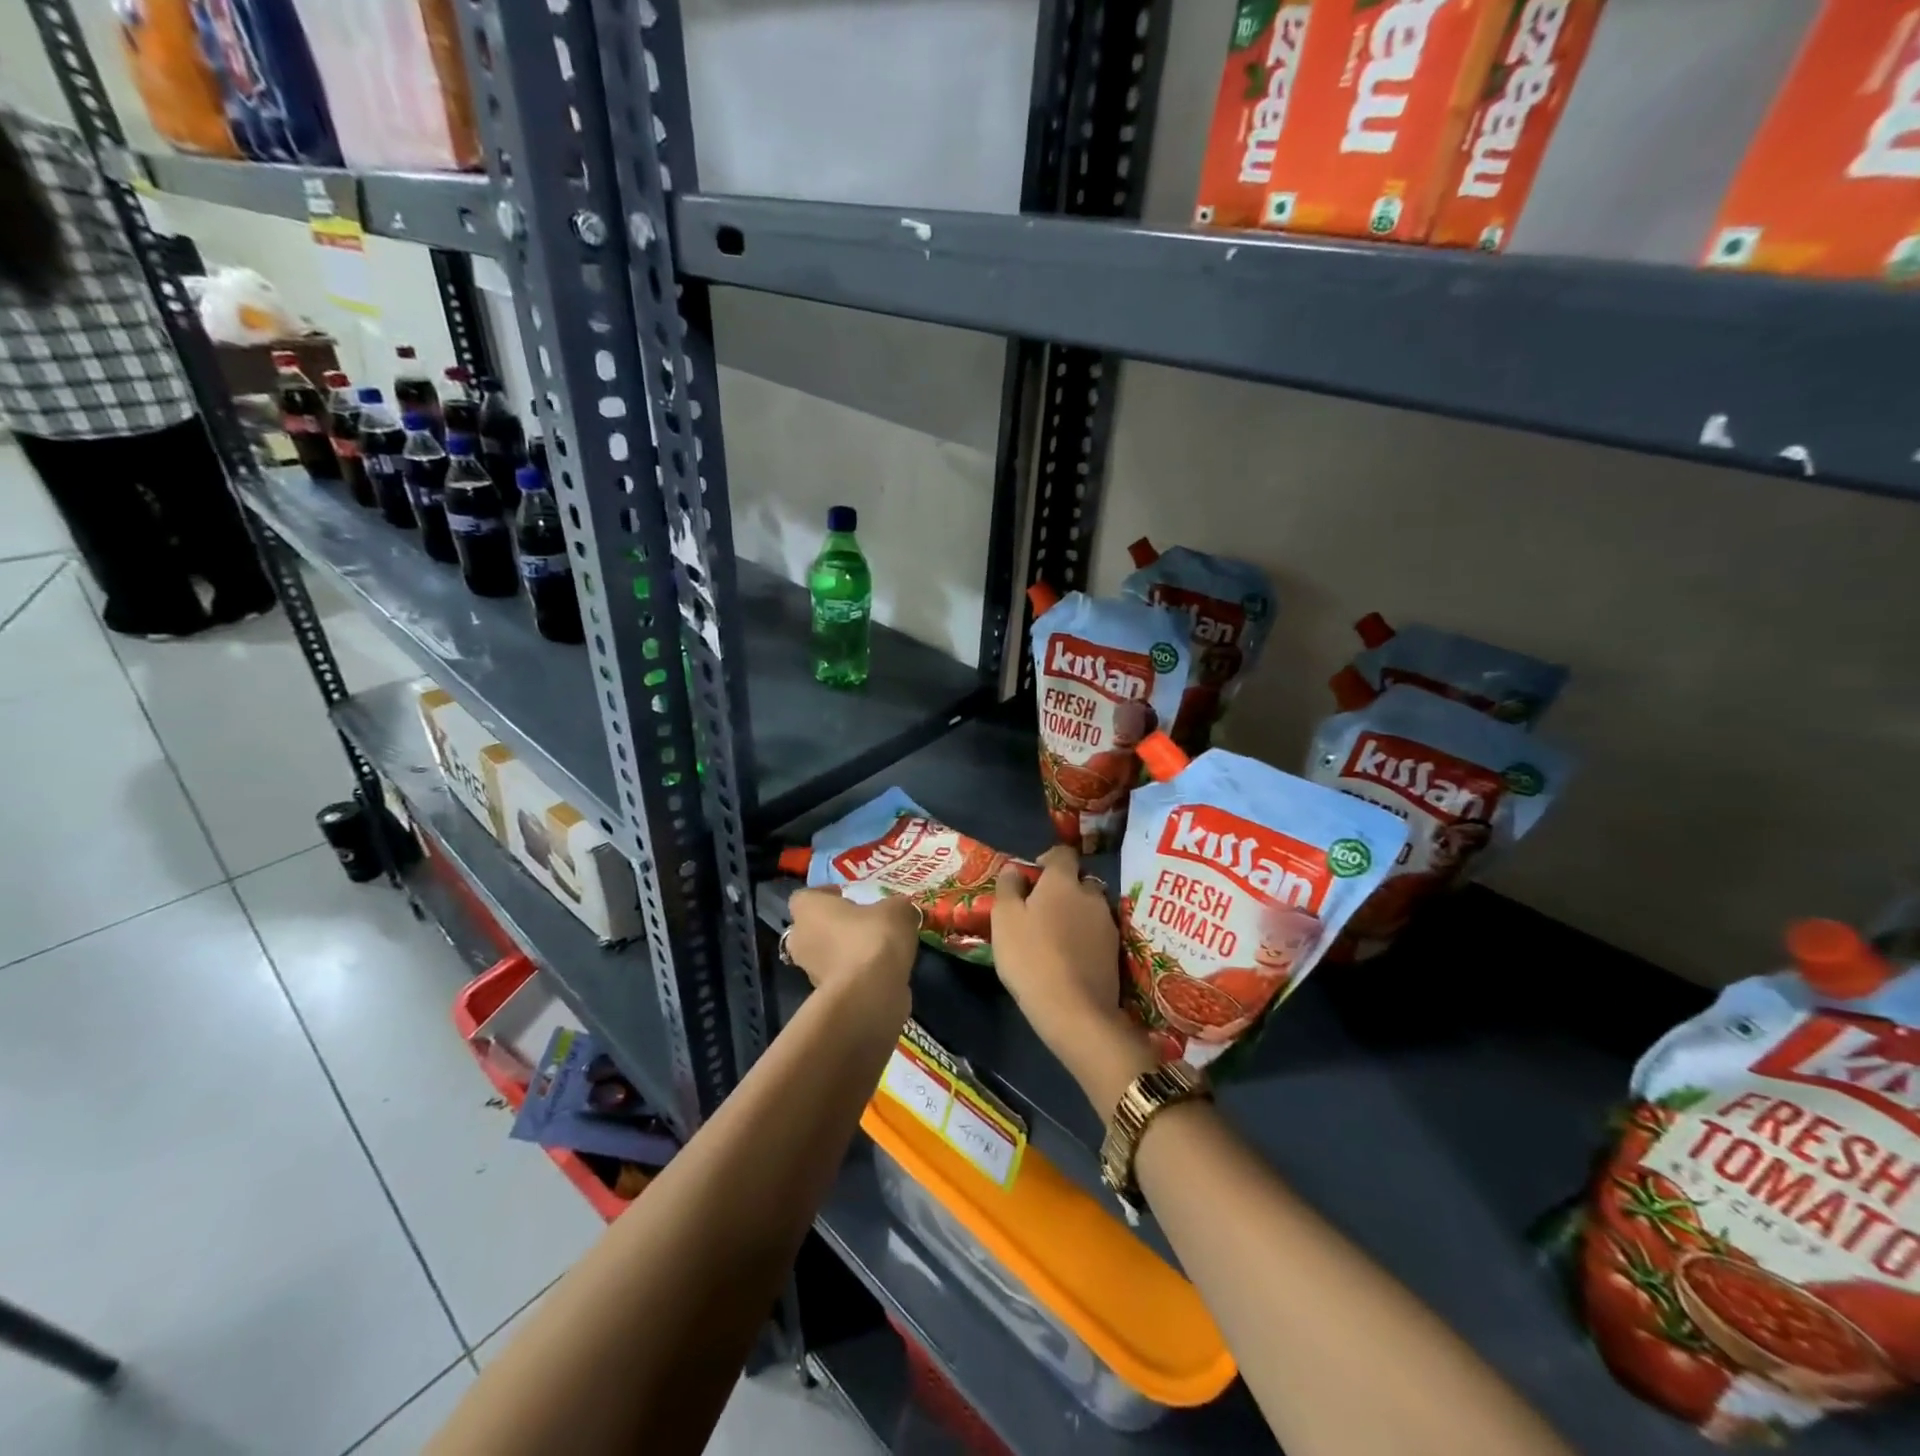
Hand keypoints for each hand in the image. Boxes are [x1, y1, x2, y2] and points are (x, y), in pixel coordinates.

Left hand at [784, 888, 918, 1020]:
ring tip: (880, 949)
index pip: (806, 896)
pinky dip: (857, 974)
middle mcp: (800, 940)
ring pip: (827, 954)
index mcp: (808, 910)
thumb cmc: (873, 938)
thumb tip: (898, 911)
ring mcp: (810, 972)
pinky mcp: (826, 998)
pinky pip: (842, 977)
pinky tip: (882, 972)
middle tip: (865, 923)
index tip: (851, 897)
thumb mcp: (897, 909)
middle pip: (814, 927)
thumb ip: (895, 907)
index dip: (827, 895)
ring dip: (847, 952)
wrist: (870, 995)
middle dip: (836, 926)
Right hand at [992, 847, 1155, 1112]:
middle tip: (1041, 909)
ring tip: (1055, 936)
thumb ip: (1008, 888)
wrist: (1074, 1010)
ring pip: (1090, 908)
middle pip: (1079, 881)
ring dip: (1076, 914)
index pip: (1062, 853)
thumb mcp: (1004, 920)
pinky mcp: (1116, 951)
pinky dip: (1084, 937)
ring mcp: (1107, 924)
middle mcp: (1091, 895)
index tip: (1033, 876)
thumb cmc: (1031, 957)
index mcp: (1063, 881)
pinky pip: (1097, 933)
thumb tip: (1014, 869)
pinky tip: (1069, 957)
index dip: (1048, 859)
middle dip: (1063, 889)